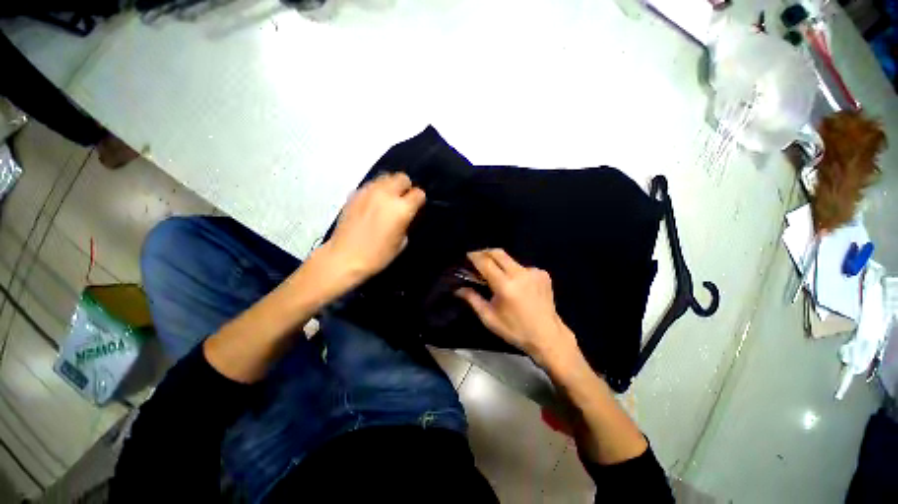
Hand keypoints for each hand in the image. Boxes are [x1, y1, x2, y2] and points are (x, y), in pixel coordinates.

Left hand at [317, 172, 424, 286]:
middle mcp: (386, 195)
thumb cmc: (378, 255)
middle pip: (402, 177)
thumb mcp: (402, 242)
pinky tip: (373, 203)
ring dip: (391, 186)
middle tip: (402, 201)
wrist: (345, 257)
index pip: (419, 193)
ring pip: (386, 177)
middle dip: (406, 188)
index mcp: (401, 209)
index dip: (419, 201)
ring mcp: (368, 192)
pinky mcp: (355, 193)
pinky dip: (376, 190)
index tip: (416, 208)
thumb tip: (407, 214)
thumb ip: (407, 222)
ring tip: (387, 200)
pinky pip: (371, 185)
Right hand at [456, 249, 579, 367]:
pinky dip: (514, 272)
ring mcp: (534, 272)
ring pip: (510, 259)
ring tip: (496, 275)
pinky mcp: (543, 274)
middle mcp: (520, 274)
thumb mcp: (489, 318)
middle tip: (477, 259)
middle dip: (485, 253)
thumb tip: (458, 289)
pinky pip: (522, 267)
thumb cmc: (515, 330)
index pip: (485, 262)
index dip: (474, 256)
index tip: (467, 256)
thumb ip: (473, 299)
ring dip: (500, 263)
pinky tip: (516, 284)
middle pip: (498, 253)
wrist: (548, 336)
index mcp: (505, 286)